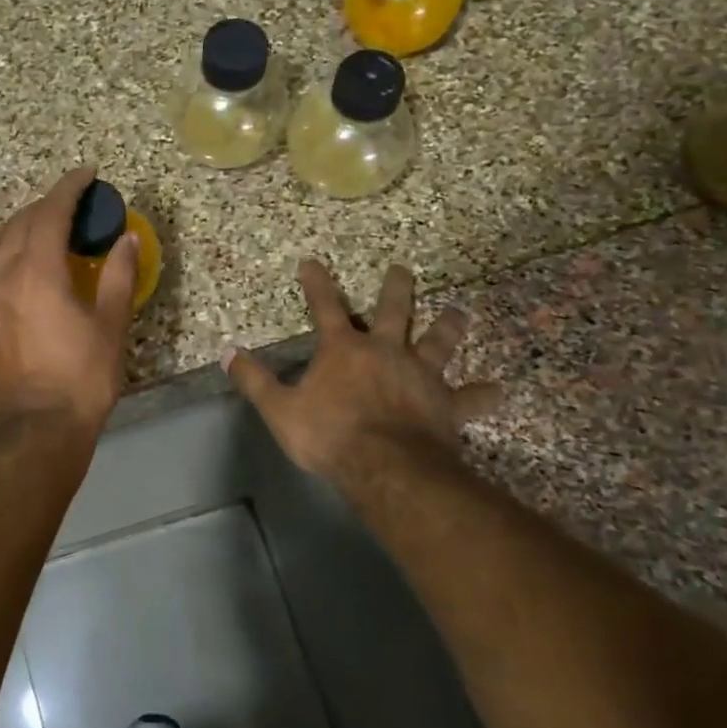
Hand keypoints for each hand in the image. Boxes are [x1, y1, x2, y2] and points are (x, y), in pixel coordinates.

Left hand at [0, 167, 138, 434]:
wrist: (39, 428)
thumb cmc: (83, 377)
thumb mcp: (110, 325)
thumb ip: (118, 275)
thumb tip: (125, 238)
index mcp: (36, 272)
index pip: (50, 212)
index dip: (69, 187)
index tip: (87, 173)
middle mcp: (1, 275)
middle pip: (19, 222)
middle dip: (46, 206)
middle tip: (74, 207)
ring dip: (14, 227)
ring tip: (38, 234)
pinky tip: (15, 268)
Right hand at [224, 259, 502, 481]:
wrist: (385, 466)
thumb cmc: (329, 434)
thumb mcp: (280, 409)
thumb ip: (254, 380)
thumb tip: (228, 352)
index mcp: (344, 350)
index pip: (325, 307)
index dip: (317, 283)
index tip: (312, 261)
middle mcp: (386, 351)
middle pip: (394, 311)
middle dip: (396, 288)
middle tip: (403, 269)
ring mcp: (420, 375)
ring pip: (438, 342)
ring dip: (448, 326)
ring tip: (458, 311)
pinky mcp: (446, 404)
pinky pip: (470, 397)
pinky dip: (484, 394)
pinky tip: (498, 390)